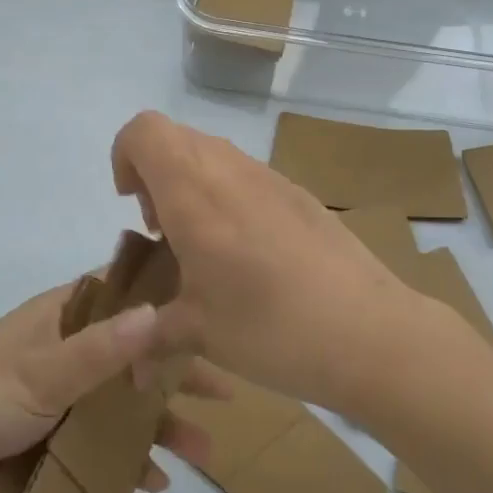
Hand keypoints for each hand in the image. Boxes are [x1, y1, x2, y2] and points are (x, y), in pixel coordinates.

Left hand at [0, 282, 221, 492]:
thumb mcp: (41, 373)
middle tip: (226, 394)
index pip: (126, 297)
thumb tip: (159, 311)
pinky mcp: (45, 433)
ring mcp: (56, 392)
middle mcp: (65, 346)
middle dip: (175, 377)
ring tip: (202, 453)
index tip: (215, 321)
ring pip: (119, 403)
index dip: (169, 308)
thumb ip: (100, 349)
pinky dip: (123, 458)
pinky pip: (96, 441)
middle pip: (133, 355)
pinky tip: (152, 483)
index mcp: (62, 315)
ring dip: (157, 425)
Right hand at [111, 111, 418, 410]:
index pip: (143, 130)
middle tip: (165, 233)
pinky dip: (228, 197)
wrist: (368, 331)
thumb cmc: (270, 326)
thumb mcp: (197, 334)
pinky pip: (246, 175)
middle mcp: (229, 168)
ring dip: (192, 186)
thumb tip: (127, 362)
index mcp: (193, 191)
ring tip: (205, 248)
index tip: (133, 207)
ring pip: (212, 155)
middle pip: (175, 138)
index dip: (124, 157)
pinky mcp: (298, 192)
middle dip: (155, 176)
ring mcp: (269, 176)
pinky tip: (249, 255)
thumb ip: (150, 335)